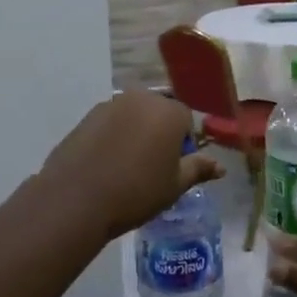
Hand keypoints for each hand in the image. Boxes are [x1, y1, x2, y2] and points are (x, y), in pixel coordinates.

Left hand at [38, 92, 223, 241]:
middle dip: (160, 133)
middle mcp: (141, 98)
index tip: (174, 167)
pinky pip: (111, 122)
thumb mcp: (174, 185)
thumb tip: (220, 166)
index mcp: (169, 112)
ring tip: (128, 166)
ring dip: (136, 132)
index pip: (186, 119)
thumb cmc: (136, 192)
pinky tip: (106, 163)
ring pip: (134, 115)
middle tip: (153, 167)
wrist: (76, 198)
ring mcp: (111, 104)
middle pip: (159, 112)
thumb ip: (198, 169)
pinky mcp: (87, 116)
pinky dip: (113, 136)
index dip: (184, 143)